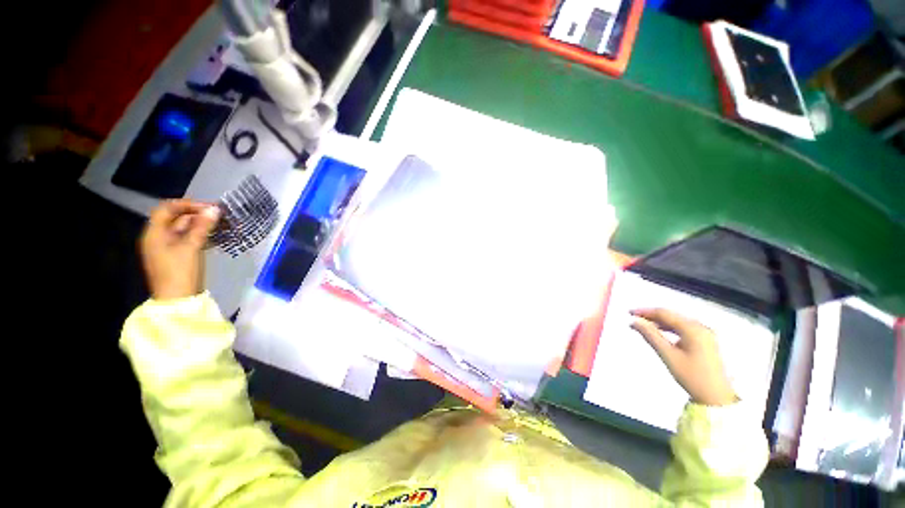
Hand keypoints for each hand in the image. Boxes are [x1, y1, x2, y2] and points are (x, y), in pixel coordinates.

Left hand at [140, 200, 219, 300]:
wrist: (178, 300)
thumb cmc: (180, 272)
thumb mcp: (191, 247)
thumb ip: (202, 227)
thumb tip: (214, 209)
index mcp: (154, 233)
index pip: (167, 209)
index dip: (187, 204)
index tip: (209, 207)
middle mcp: (158, 237)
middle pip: (175, 218)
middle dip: (197, 214)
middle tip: (219, 215)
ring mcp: (167, 247)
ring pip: (184, 229)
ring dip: (201, 224)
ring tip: (221, 224)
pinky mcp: (177, 256)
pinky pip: (188, 239)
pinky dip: (200, 234)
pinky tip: (215, 236)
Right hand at [630, 308, 737, 406]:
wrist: (717, 397)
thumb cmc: (692, 376)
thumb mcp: (668, 355)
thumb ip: (651, 336)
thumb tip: (634, 322)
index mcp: (692, 329)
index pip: (664, 313)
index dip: (645, 311)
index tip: (629, 313)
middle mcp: (700, 327)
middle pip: (672, 315)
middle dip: (652, 315)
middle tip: (634, 318)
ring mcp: (705, 333)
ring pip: (677, 321)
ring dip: (660, 322)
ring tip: (644, 325)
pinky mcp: (706, 340)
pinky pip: (684, 328)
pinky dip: (670, 328)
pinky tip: (661, 332)